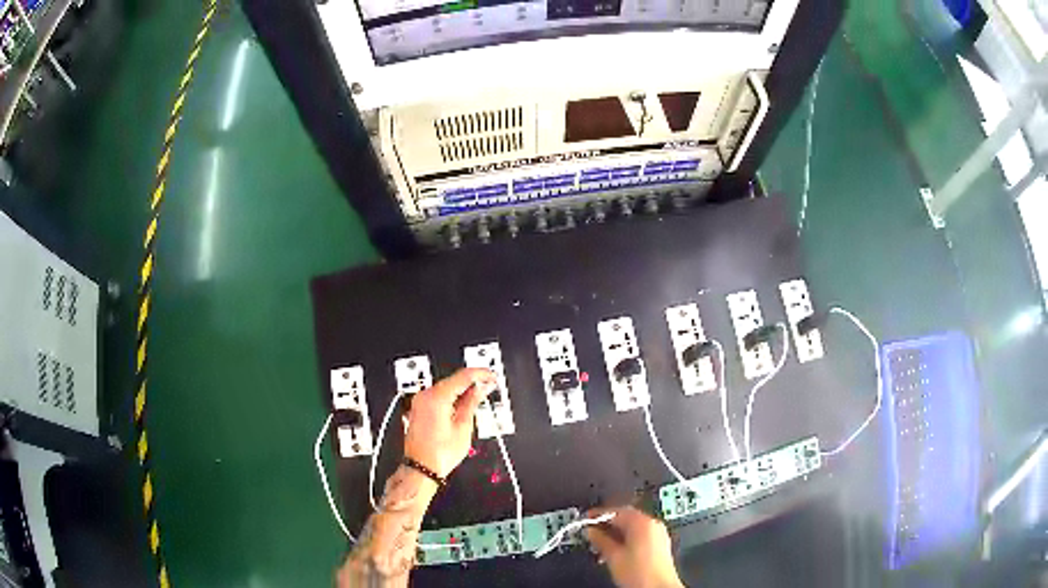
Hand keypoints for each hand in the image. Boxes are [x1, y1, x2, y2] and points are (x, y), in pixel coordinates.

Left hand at [404, 368, 494, 477]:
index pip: (463, 376)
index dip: (481, 374)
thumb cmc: (439, 454)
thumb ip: (472, 403)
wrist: (422, 468)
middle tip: (489, 386)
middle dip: (472, 382)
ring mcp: (420, 402)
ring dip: (463, 391)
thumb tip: (481, 389)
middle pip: (453, 380)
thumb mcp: (463, 427)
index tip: (492, 376)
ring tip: (478, 398)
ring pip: (446, 388)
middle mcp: (425, 396)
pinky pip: (438, 397)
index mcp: (436, 397)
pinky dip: (452, 398)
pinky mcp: (419, 409)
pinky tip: (463, 405)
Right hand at [585, 506, 683, 587]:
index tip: (586, 518)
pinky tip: (614, 552)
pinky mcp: (659, 546)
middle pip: (625, 518)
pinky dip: (625, 540)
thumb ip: (600, 540)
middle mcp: (653, 525)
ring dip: (615, 535)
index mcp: (643, 523)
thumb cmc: (639, 573)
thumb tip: (591, 531)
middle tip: (590, 532)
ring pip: (631, 528)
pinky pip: (639, 536)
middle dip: (607, 525)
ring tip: (600, 546)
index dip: (599, 515)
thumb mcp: (613, 556)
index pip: (617, 511)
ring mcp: (658, 535)